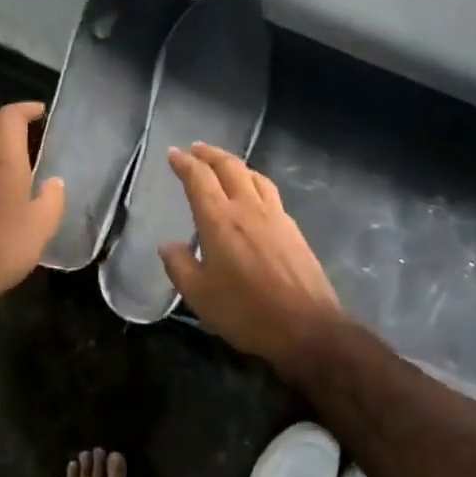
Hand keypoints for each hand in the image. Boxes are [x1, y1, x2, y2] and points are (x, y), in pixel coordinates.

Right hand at [160, 143, 347, 382]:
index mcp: (220, 220)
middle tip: (196, 149)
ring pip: (254, 176)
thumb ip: (180, 266)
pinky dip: (254, 182)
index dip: (184, 163)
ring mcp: (275, 216)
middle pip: (229, 167)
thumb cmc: (246, 312)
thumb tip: (168, 245)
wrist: (307, 327)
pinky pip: (269, 192)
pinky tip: (253, 194)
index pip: (199, 178)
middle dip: (210, 154)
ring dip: (235, 164)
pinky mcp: (293, 229)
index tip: (173, 153)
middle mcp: (248, 208)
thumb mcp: (200, 296)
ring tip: (224, 165)